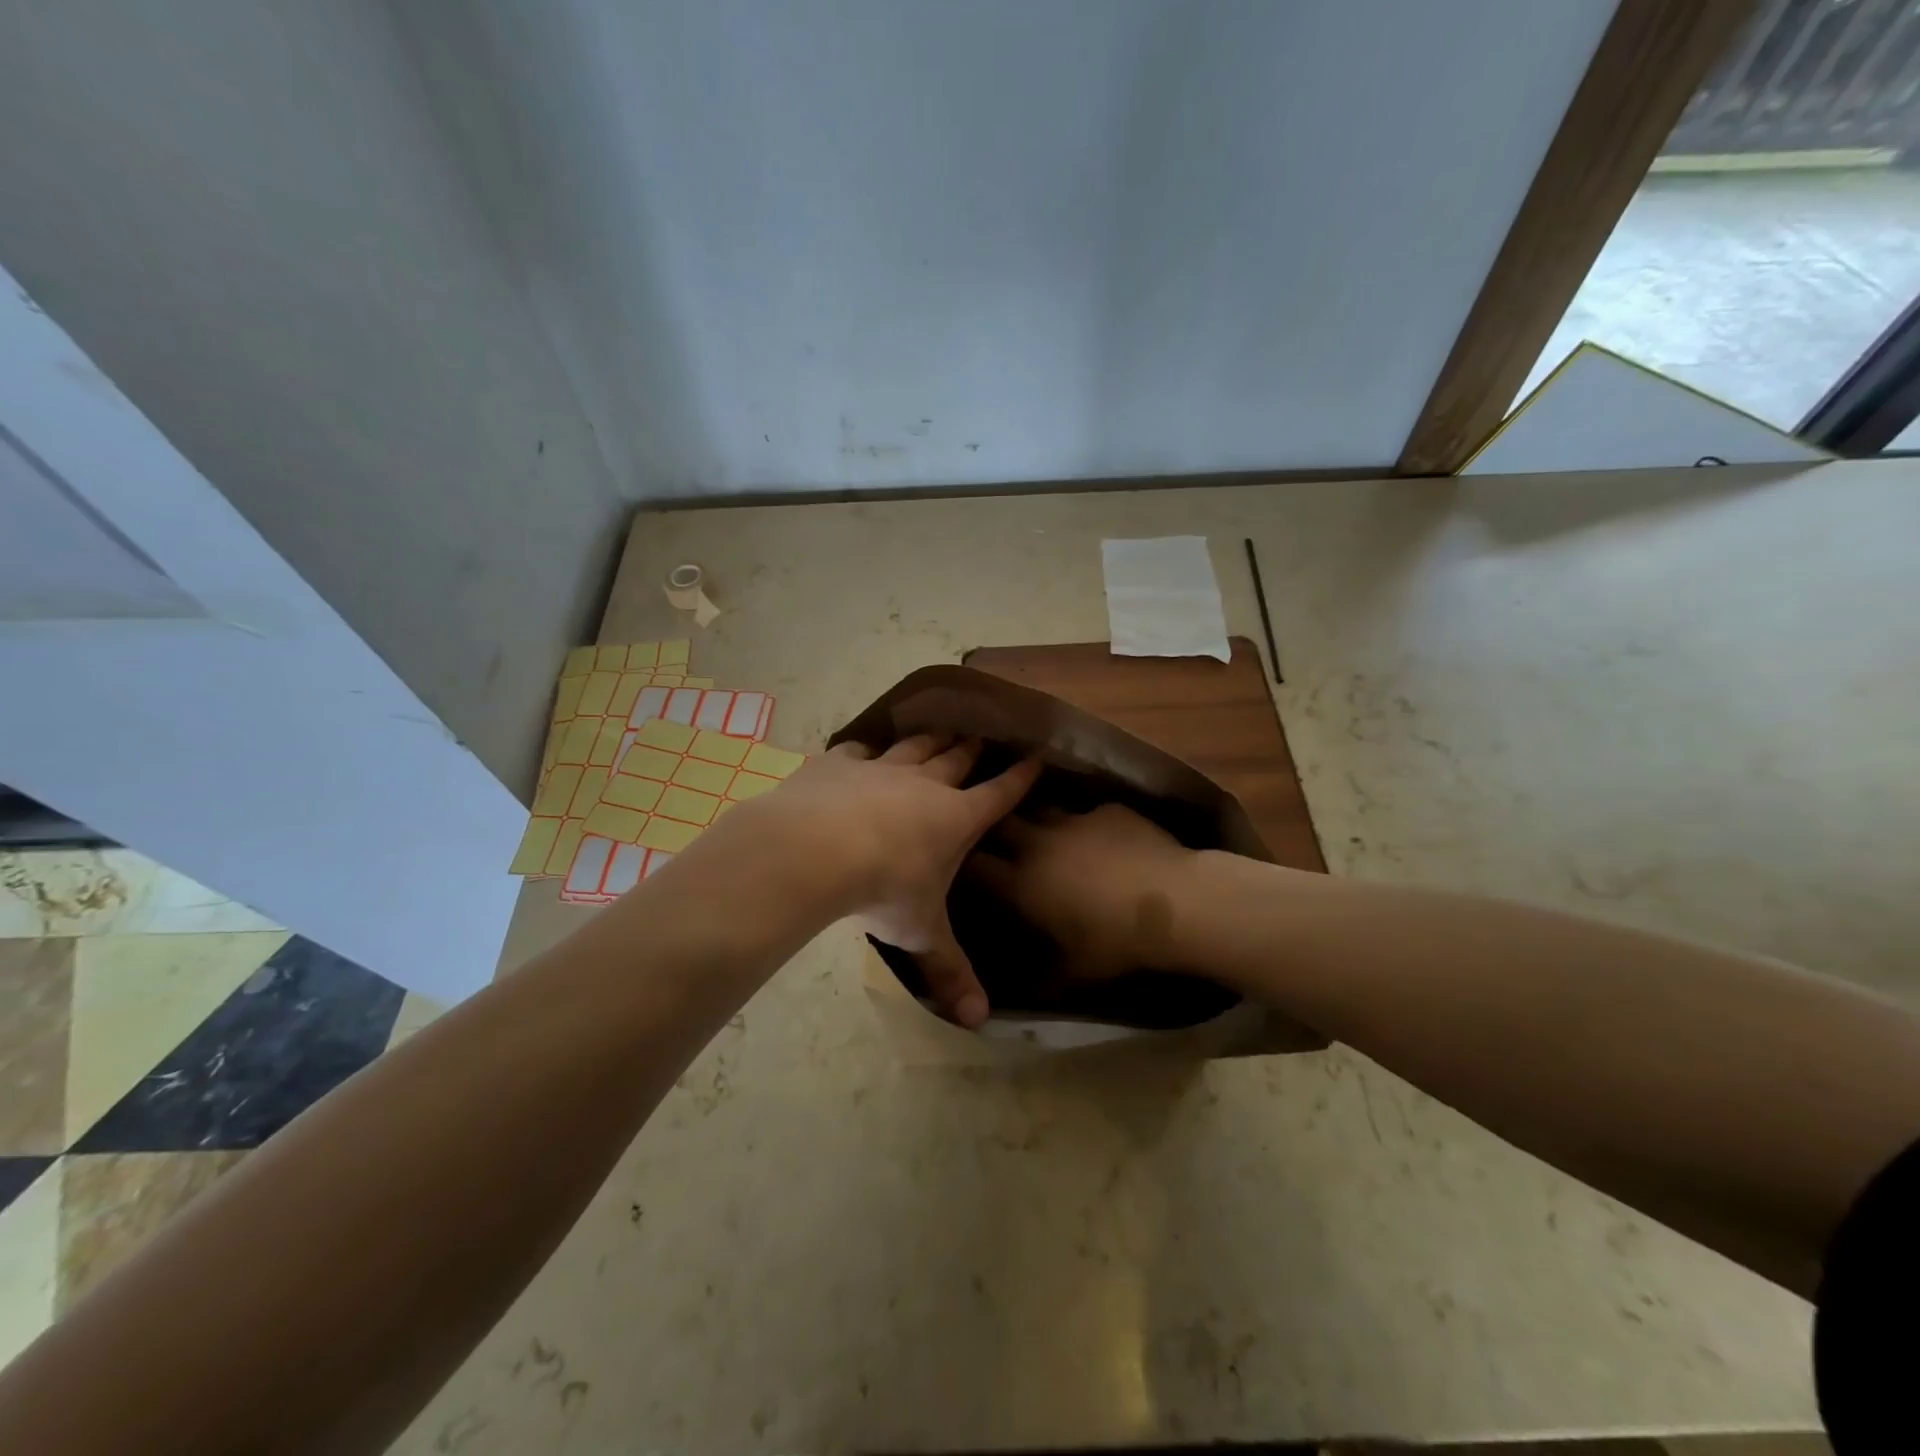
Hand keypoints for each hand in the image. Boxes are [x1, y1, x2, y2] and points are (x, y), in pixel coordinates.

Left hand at [743, 735, 1039, 1026]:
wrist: (816, 848)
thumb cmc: (884, 889)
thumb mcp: (921, 934)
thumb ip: (949, 971)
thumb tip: (978, 1020)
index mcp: (956, 818)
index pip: (1000, 793)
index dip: (1020, 777)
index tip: (1036, 758)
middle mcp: (925, 784)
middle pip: (958, 758)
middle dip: (974, 748)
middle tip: (984, 737)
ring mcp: (882, 768)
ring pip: (915, 746)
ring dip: (930, 739)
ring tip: (940, 731)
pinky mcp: (840, 763)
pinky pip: (858, 750)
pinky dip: (866, 751)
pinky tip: (863, 752)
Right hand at [968, 803, 1196, 980]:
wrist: (1175, 903)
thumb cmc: (1117, 942)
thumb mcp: (1076, 971)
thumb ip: (1046, 976)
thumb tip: (1030, 991)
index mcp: (1022, 883)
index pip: (976, 864)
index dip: (965, 862)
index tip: (963, 863)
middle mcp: (1039, 844)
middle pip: (1000, 822)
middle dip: (993, 826)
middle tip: (997, 837)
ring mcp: (1074, 821)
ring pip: (1041, 809)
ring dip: (1038, 821)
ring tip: (1047, 833)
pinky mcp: (1107, 810)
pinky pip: (1087, 812)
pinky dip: (1087, 824)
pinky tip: (1103, 837)